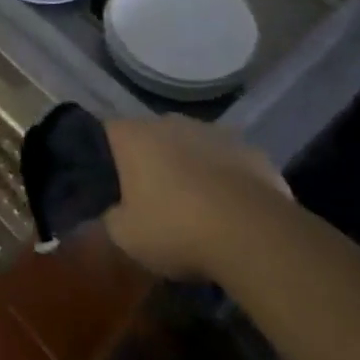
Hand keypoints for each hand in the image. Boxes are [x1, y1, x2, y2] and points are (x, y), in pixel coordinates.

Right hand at [102, 116, 293, 278]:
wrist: (254, 236)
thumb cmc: (176, 229)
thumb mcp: (125, 236)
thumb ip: (112, 217)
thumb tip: (116, 211)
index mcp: (133, 135)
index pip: (106, 132)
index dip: (105, 156)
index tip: (109, 182)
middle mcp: (170, 122)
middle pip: (151, 136)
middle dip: (149, 160)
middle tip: (150, 197)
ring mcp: (214, 132)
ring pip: (191, 145)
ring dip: (188, 166)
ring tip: (193, 205)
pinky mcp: (251, 149)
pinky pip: (226, 161)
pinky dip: (223, 178)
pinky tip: (228, 209)